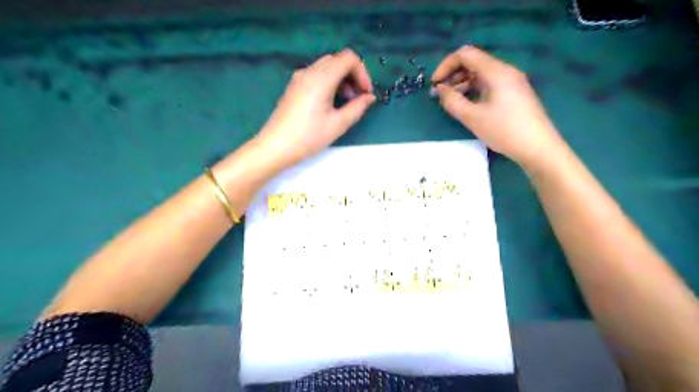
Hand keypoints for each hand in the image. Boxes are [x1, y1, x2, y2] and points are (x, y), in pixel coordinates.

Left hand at [255, 49, 375, 166]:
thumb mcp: (338, 124)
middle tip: (358, 98)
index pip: (348, 58)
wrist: (276, 146)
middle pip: (338, 60)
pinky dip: (330, 82)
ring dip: (342, 79)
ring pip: (327, 66)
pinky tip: (331, 102)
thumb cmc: (309, 137)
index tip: (366, 93)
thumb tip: (369, 97)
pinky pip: (317, 74)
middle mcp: (309, 71)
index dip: (363, 73)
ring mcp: (299, 77)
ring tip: (346, 102)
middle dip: (353, 75)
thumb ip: (357, 107)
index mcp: (321, 78)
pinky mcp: (294, 86)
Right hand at [435, 45, 563, 166]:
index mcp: (496, 71)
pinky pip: (488, 84)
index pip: (465, 54)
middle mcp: (504, 70)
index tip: (434, 85)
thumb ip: (452, 101)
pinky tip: (467, 104)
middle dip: (452, 75)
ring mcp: (511, 82)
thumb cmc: (504, 130)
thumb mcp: (472, 117)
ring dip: (462, 83)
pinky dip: (473, 90)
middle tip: (439, 95)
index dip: (446, 66)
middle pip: (473, 62)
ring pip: (480, 74)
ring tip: (450, 101)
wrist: (538, 147)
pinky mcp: (513, 93)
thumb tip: (440, 90)